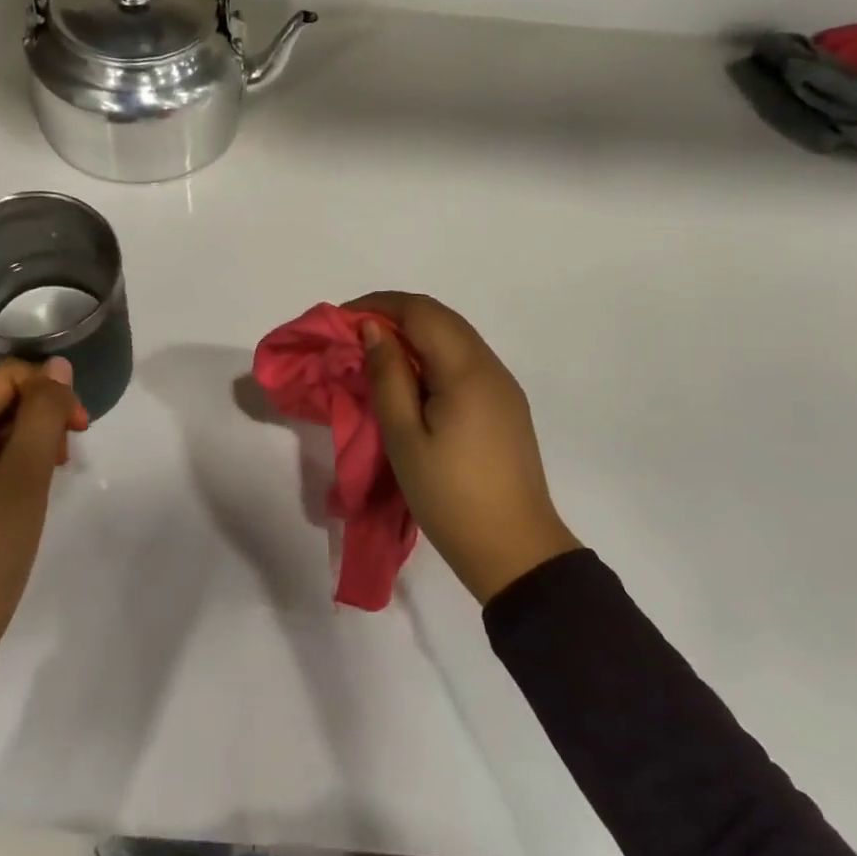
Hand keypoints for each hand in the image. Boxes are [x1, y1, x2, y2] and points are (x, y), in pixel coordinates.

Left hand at [0, 357, 88, 700]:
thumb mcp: (24, 477)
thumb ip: (44, 414)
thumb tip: (58, 367)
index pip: (1, 377)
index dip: (47, 390)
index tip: (81, 427)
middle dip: (38, 414)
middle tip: (68, 454)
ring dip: (26, 438)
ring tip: (50, 473)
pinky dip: (6, 460)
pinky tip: (25, 487)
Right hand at [348, 292, 580, 603]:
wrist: (514, 550)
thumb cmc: (449, 495)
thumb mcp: (405, 436)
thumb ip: (388, 376)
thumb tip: (374, 329)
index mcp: (467, 370)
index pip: (421, 311)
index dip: (378, 305)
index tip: (341, 322)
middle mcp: (491, 366)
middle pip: (440, 318)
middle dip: (393, 316)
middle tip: (353, 338)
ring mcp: (503, 386)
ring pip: (454, 338)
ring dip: (413, 336)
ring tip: (375, 358)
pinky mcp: (505, 406)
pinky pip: (464, 362)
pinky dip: (432, 357)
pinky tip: (410, 382)